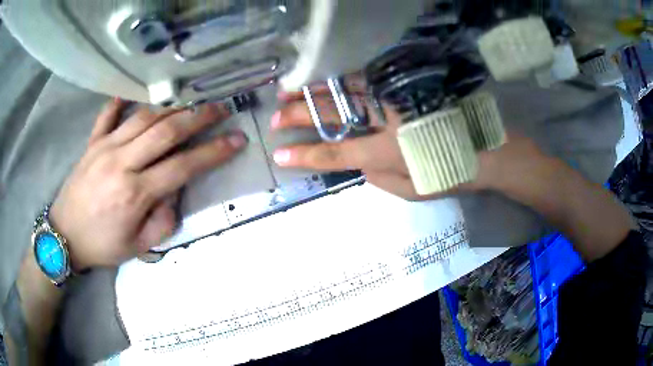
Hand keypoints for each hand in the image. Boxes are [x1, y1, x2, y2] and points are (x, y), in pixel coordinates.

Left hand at [50, 99, 246, 270]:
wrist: (65, 236)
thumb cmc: (102, 245)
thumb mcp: (138, 246)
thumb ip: (163, 221)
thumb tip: (174, 192)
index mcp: (135, 193)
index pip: (183, 166)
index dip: (214, 151)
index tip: (236, 139)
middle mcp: (122, 163)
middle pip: (166, 131)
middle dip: (198, 117)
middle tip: (220, 108)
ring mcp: (104, 147)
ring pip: (143, 118)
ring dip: (171, 108)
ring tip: (189, 103)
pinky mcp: (92, 143)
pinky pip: (107, 116)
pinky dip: (120, 103)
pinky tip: (130, 97)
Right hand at [271, 88, 436, 199]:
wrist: (485, 147)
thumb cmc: (448, 172)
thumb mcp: (411, 190)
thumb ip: (378, 177)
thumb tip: (357, 161)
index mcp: (383, 152)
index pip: (333, 154)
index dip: (303, 155)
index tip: (279, 155)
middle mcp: (382, 121)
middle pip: (331, 116)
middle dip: (298, 117)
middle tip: (275, 119)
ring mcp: (392, 100)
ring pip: (342, 91)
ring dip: (312, 92)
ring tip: (288, 92)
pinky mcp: (402, 86)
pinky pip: (366, 78)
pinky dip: (341, 78)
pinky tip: (325, 78)